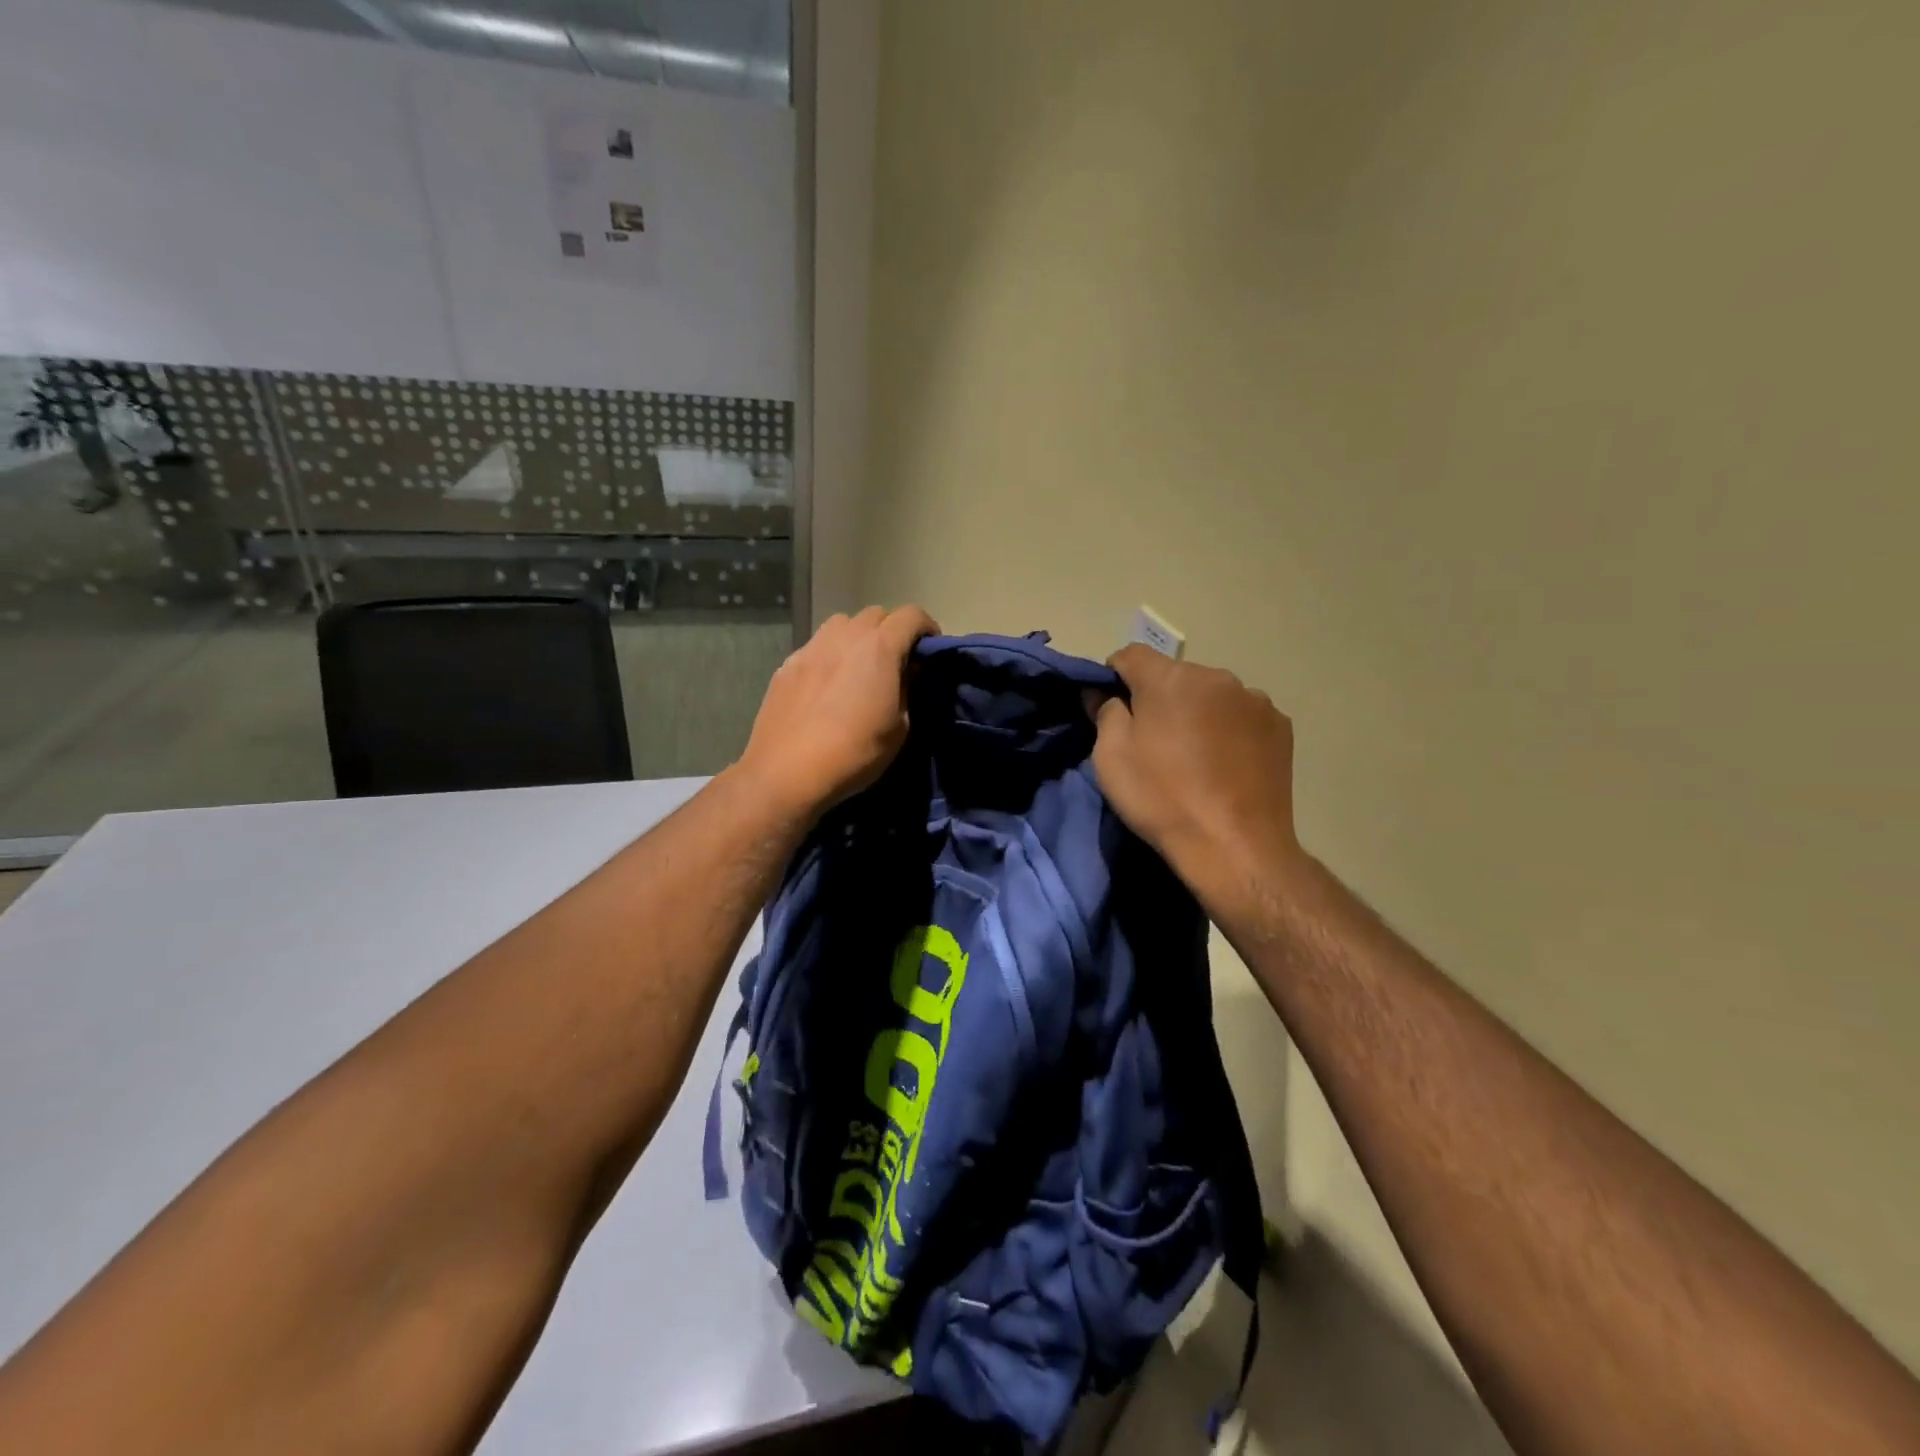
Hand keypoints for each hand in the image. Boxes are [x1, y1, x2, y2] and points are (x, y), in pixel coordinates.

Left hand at [735, 605, 940, 821]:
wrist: (786, 772)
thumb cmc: (854, 753)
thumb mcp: (899, 729)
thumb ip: (906, 691)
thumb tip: (904, 674)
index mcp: (879, 648)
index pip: (912, 615)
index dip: (927, 628)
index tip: (929, 651)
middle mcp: (845, 636)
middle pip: (876, 614)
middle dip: (892, 631)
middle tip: (895, 662)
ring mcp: (811, 647)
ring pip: (842, 624)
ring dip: (858, 637)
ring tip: (859, 668)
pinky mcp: (787, 664)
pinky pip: (817, 647)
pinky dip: (830, 656)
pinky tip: (827, 687)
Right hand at [1089, 645, 1307, 912]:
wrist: (1234, 847)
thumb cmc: (1162, 798)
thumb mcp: (1111, 757)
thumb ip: (1105, 712)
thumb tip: (1104, 693)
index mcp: (1170, 679)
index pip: (1131, 655)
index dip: (1114, 677)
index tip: (1111, 708)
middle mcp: (1217, 676)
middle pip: (1175, 676)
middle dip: (1160, 698)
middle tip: (1154, 741)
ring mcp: (1255, 700)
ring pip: (1211, 695)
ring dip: (1198, 712)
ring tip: (1195, 757)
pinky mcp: (1281, 726)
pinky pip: (1242, 716)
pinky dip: (1229, 729)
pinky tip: (1226, 765)